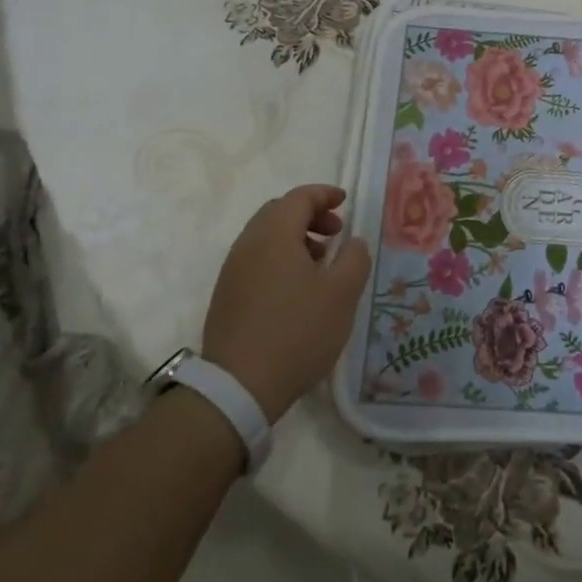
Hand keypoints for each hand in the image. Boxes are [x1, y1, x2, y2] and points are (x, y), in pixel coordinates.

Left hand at [200, 185, 371, 423]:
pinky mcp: (226, 296)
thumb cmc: (297, 331)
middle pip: (279, 212)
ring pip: (266, 237)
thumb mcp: (342, 293)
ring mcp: (232, 271)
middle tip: (336, 233)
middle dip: (310, 215)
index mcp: (274, 234)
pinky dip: (280, 258)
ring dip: (295, 238)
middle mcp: (248, 244)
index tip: (345, 201)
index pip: (300, 197)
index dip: (324, 194)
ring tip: (321, 263)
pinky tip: (297, 288)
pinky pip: (256, 260)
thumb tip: (353, 242)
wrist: (239, 387)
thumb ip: (355, 258)